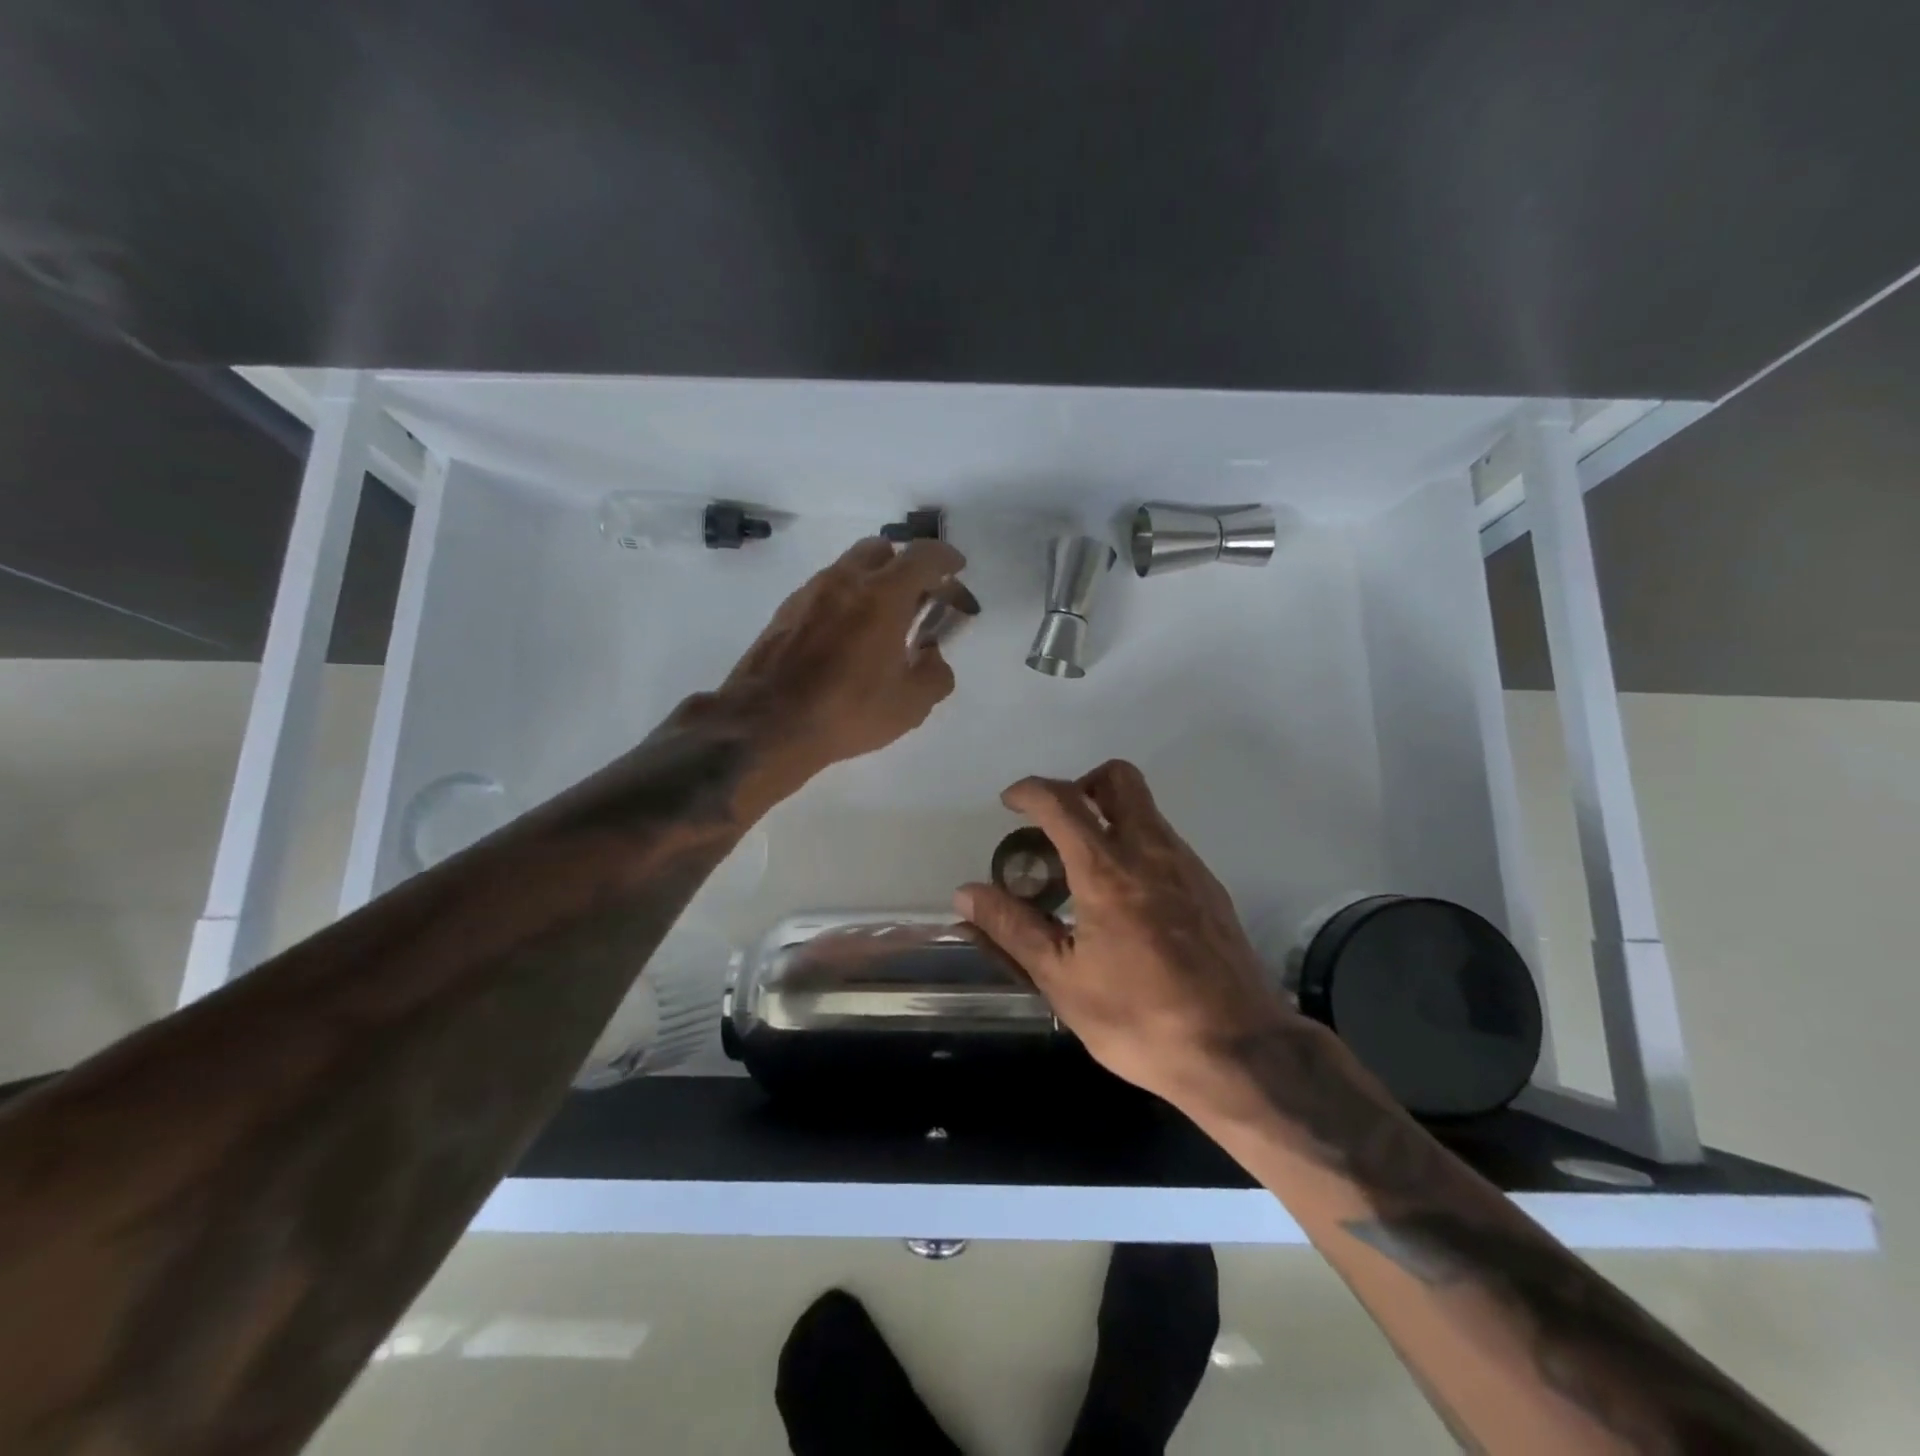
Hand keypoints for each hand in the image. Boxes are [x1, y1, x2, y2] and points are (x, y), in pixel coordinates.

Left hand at [720, 536, 965, 781]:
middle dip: (907, 566)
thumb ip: (935, 674)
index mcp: (883, 595)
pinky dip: (846, 600)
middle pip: (883, 550)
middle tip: (920, 598)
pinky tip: (848, 637)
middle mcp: (845, 580)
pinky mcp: (786, 611)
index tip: (957, 569)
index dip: (946, 558)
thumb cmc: (847, 711)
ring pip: (850, 568)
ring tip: (883, 621)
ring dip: (873, 582)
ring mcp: (810, 593)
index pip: (923, 556)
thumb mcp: (910, 705)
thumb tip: (932, 656)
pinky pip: (825, 591)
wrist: (767, 724)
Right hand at [955, 759, 1296, 1109]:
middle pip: (1119, 779)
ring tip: (1084, 875)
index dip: (1030, 791)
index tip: (1009, 803)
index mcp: (1107, 871)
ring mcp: (1188, 866)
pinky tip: (1126, 904)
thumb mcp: (1063, 980)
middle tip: (1056, 826)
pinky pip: (1166, 843)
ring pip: (1145, 810)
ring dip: (1109, 819)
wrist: (1241, 1052)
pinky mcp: (1210, 888)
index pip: (1062, 802)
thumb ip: (1012, 929)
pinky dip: (1136, 848)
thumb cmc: (1140, 1019)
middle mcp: (1151, 851)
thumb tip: (966, 894)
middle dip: (1081, 785)